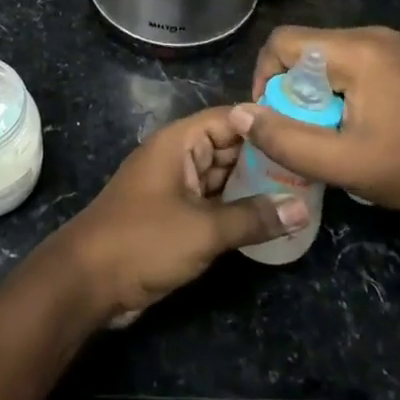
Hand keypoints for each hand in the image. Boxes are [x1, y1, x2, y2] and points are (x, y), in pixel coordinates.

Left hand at [52, 106, 307, 325]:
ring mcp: (173, 187)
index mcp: (178, 143)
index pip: (229, 118)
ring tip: (301, 191)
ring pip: (221, 177)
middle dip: (266, 157)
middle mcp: (176, 157)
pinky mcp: (172, 215)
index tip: (306, 131)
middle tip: (312, 168)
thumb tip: (302, 209)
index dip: (265, 122)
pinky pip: (211, 202)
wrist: (86, 281)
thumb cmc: (143, 240)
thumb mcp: (203, 229)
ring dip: (253, 185)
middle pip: (228, 147)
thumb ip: (253, 218)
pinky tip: (269, 218)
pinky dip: (236, 208)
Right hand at [233, 25, 399, 221]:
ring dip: (312, 89)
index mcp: (359, 51)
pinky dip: (334, 87)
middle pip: (304, 46)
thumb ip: (285, 139)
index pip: (284, 41)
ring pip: (324, 55)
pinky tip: (350, 120)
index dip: (265, 77)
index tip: (273, 118)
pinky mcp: (399, 57)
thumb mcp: (341, 163)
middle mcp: (372, 34)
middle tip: (300, 128)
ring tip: (325, 128)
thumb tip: (239, 114)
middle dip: (290, 87)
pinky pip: (347, 61)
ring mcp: (390, 44)